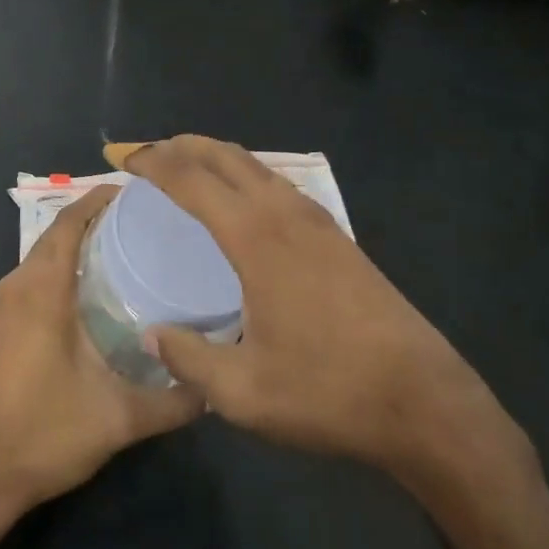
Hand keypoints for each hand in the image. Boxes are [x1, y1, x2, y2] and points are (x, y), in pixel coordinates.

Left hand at [0, 186, 203, 526]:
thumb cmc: (45, 435)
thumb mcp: (119, 418)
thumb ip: (173, 400)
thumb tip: (215, 385)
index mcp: (40, 291)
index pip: (68, 223)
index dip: (98, 200)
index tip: (135, 192)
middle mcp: (14, 287)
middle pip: (54, 235)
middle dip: (93, 220)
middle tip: (142, 222)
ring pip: (40, 258)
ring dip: (74, 246)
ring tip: (122, 250)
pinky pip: (30, 279)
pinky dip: (58, 269)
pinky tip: (88, 292)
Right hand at [124, 136, 534, 504]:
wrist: (424, 402)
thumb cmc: (328, 392)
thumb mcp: (244, 392)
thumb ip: (190, 359)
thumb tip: (153, 334)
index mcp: (256, 238)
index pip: (192, 180)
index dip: (153, 163)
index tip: (124, 160)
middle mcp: (285, 214)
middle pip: (225, 156)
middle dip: (182, 146)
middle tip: (147, 154)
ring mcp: (318, 221)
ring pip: (257, 166)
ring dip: (216, 157)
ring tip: (187, 168)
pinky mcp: (339, 237)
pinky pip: (279, 185)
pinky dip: (246, 175)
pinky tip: (242, 203)